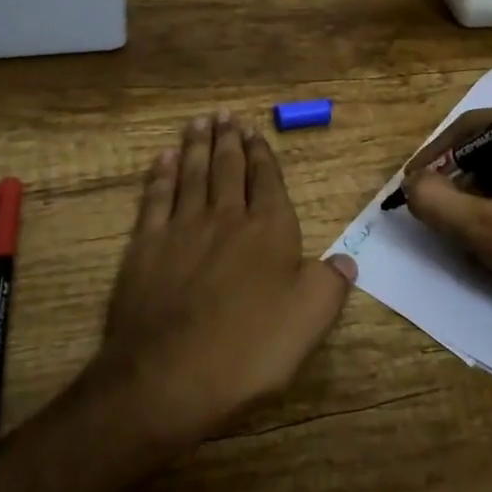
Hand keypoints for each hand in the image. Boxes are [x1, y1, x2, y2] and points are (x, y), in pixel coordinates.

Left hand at [97, 111, 355, 448]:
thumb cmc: (248, 349)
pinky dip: (160, 175)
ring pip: (191, 174)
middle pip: (227, 168)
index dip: (262, 154)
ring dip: (196, 146)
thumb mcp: (309, 321)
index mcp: (268, 230)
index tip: (255, 131)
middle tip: (226, 115)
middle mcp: (225, 217)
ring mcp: (181, 228)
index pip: (267, 180)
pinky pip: (155, 198)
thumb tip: (346, 259)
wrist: (168, 376)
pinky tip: (163, 159)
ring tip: (200, 122)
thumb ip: (331, 284)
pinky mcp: (144, 246)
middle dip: (229, 140)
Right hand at [403, 108, 491, 353]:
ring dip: (472, 194)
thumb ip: (437, 202)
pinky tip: (480, 234)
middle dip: (456, 176)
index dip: (438, 152)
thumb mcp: (488, 230)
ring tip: (450, 223)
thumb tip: (410, 185)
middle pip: (489, 145)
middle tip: (426, 204)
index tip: (410, 181)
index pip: (478, 125)